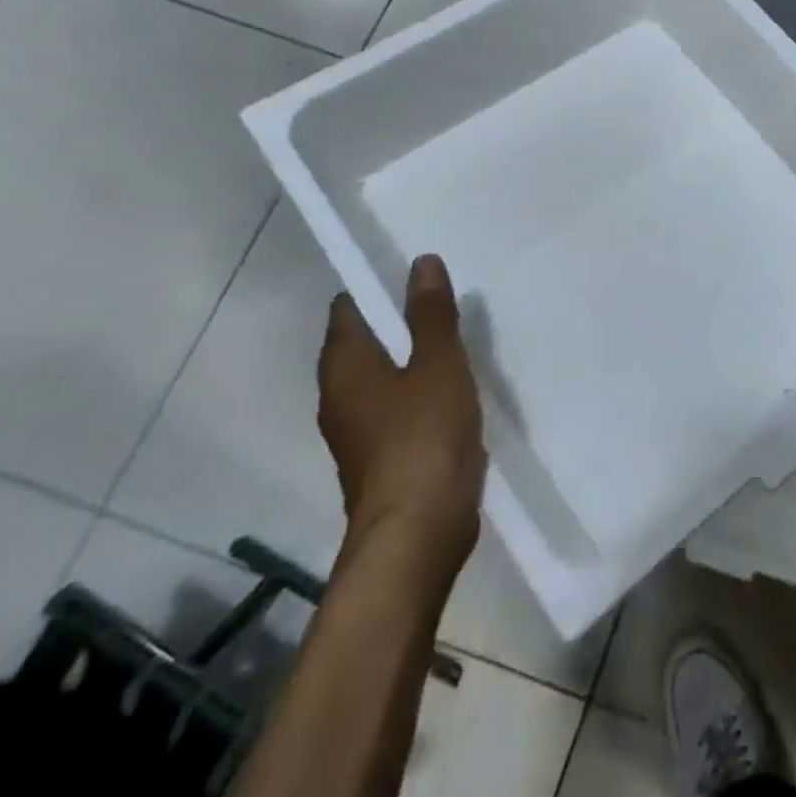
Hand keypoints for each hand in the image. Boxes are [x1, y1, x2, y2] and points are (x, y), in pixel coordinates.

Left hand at [317, 254, 486, 570]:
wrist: (417, 533)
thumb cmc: (423, 437)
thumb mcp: (439, 365)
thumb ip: (431, 315)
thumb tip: (422, 262)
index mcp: (345, 367)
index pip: (348, 309)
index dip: (377, 286)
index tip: (416, 274)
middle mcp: (340, 396)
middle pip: (364, 343)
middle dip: (399, 321)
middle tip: (445, 301)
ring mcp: (359, 432)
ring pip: (383, 378)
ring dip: (412, 359)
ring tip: (455, 340)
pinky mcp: (382, 459)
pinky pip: (398, 409)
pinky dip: (420, 392)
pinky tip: (455, 391)